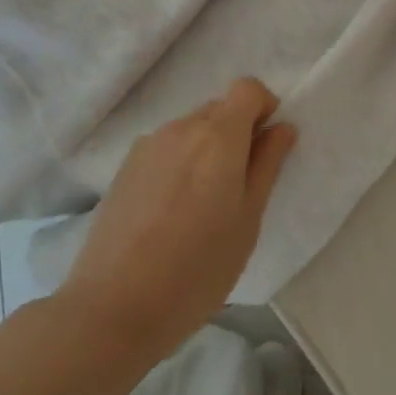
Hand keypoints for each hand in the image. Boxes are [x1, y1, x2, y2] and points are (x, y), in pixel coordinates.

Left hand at [57, 78, 296, 358]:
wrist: (113, 306)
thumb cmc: (196, 269)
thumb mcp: (247, 221)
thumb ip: (267, 166)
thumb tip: (282, 127)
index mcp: (218, 136)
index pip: (248, 88)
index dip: (263, 108)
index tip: (266, 146)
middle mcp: (182, 127)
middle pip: (220, 108)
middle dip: (237, 133)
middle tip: (238, 187)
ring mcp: (149, 144)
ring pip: (191, 129)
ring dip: (207, 150)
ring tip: (201, 206)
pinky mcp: (126, 165)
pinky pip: (166, 148)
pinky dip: (180, 163)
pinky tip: (170, 212)